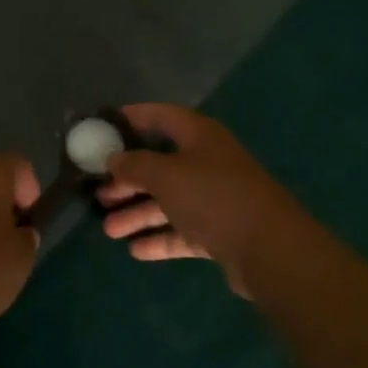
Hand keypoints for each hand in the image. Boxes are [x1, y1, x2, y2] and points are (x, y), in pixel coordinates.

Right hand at [99, 104, 311, 295]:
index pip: (160, 116)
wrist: (269, 249)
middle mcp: (208, 161)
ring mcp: (216, 198)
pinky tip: (135, 250)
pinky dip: (160, 238)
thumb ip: (135, 165)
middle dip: (128, 179)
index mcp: (199, 136)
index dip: (132, 118)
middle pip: (160, 164)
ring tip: (108, 229)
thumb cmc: (213, 196)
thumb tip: (113, 158)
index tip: (102, 128)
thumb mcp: (166, 175)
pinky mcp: (221, 232)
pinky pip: (183, 230)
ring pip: (169, 201)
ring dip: (138, 213)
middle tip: (98, 192)